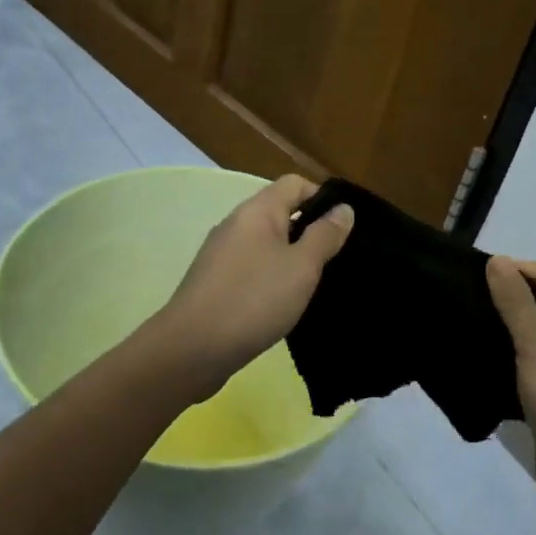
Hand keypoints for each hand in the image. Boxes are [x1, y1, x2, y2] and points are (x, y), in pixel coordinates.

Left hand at [158, 175, 353, 397]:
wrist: (191, 350)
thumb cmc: (254, 300)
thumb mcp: (301, 267)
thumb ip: (325, 235)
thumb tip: (343, 208)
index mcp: (256, 211)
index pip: (295, 184)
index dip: (323, 198)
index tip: (344, 228)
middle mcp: (235, 225)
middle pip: (280, 212)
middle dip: (310, 230)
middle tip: (337, 259)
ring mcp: (221, 255)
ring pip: (266, 243)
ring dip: (291, 257)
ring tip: (316, 283)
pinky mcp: (214, 283)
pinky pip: (252, 268)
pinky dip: (272, 278)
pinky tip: (284, 303)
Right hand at [486, 256, 535, 522]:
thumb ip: (514, 301)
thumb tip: (498, 259)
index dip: (519, 269)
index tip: (479, 277)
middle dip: (509, 300)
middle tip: (468, 302)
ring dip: (507, 333)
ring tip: (468, 330)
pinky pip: (532, 370)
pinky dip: (510, 365)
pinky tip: (481, 368)